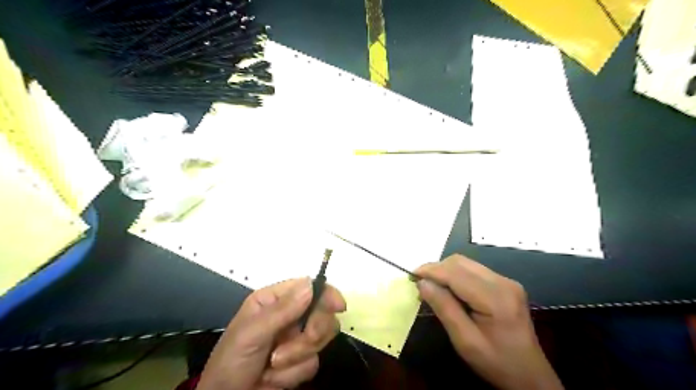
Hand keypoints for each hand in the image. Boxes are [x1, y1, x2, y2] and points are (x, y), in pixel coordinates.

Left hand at [199, 278, 343, 389]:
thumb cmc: (232, 361)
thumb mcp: (252, 333)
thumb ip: (282, 310)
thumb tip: (311, 285)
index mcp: (275, 300)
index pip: (309, 287)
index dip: (327, 294)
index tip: (338, 306)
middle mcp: (290, 315)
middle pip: (322, 312)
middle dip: (312, 331)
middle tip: (303, 340)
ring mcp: (296, 338)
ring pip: (321, 338)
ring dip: (298, 355)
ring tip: (273, 364)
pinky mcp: (301, 360)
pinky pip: (313, 362)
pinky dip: (294, 373)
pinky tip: (273, 377)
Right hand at [415, 254, 560, 388]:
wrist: (530, 376)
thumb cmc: (496, 362)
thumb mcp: (465, 341)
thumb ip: (444, 308)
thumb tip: (422, 283)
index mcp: (496, 298)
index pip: (456, 273)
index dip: (431, 271)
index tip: (411, 276)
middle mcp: (503, 282)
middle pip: (460, 262)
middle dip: (436, 269)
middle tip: (420, 284)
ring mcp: (506, 281)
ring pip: (466, 264)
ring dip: (445, 271)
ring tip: (432, 287)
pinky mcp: (505, 284)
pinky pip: (473, 271)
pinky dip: (456, 275)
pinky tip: (449, 289)